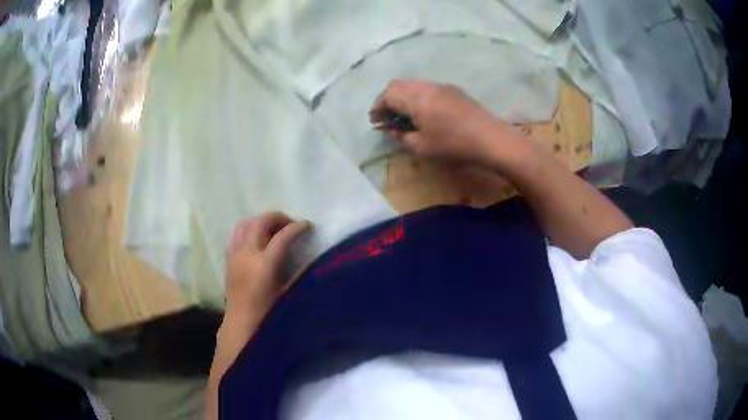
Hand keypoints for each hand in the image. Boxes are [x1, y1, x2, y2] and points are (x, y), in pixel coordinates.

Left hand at [224, 212, 309, 319]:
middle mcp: (247, 253)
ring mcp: (235, 254)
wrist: (241, 323)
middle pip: (261, 222)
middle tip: (291, 224)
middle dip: (278, 218)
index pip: (282, 236)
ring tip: (273, 229)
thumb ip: (300, 273)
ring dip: (261, 221)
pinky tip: (258, 241)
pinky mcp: (228, 258)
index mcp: (264, 264)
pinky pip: (237, 234)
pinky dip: (249, 230)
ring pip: (245, 223)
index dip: (297, 227)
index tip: (308, 225)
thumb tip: (312, 258)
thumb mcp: (288, 294)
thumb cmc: (267, 313)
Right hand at [370, 80, 508, 164]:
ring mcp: (442, 86)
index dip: (377, 107)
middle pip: (398, 85)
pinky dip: (418, 97)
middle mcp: (427, 86)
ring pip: (414, 85)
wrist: (490, 139)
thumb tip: (388, 129)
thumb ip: (401, 135)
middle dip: (388, 100)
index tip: (375, 121)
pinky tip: (424, 112)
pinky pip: (428, 88)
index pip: (388, 94)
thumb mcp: (421, 146)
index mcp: (416, 98)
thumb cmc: (453, 145)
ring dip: (404, 97)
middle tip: (387, 118)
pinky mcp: (454, 90)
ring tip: (404, 116)